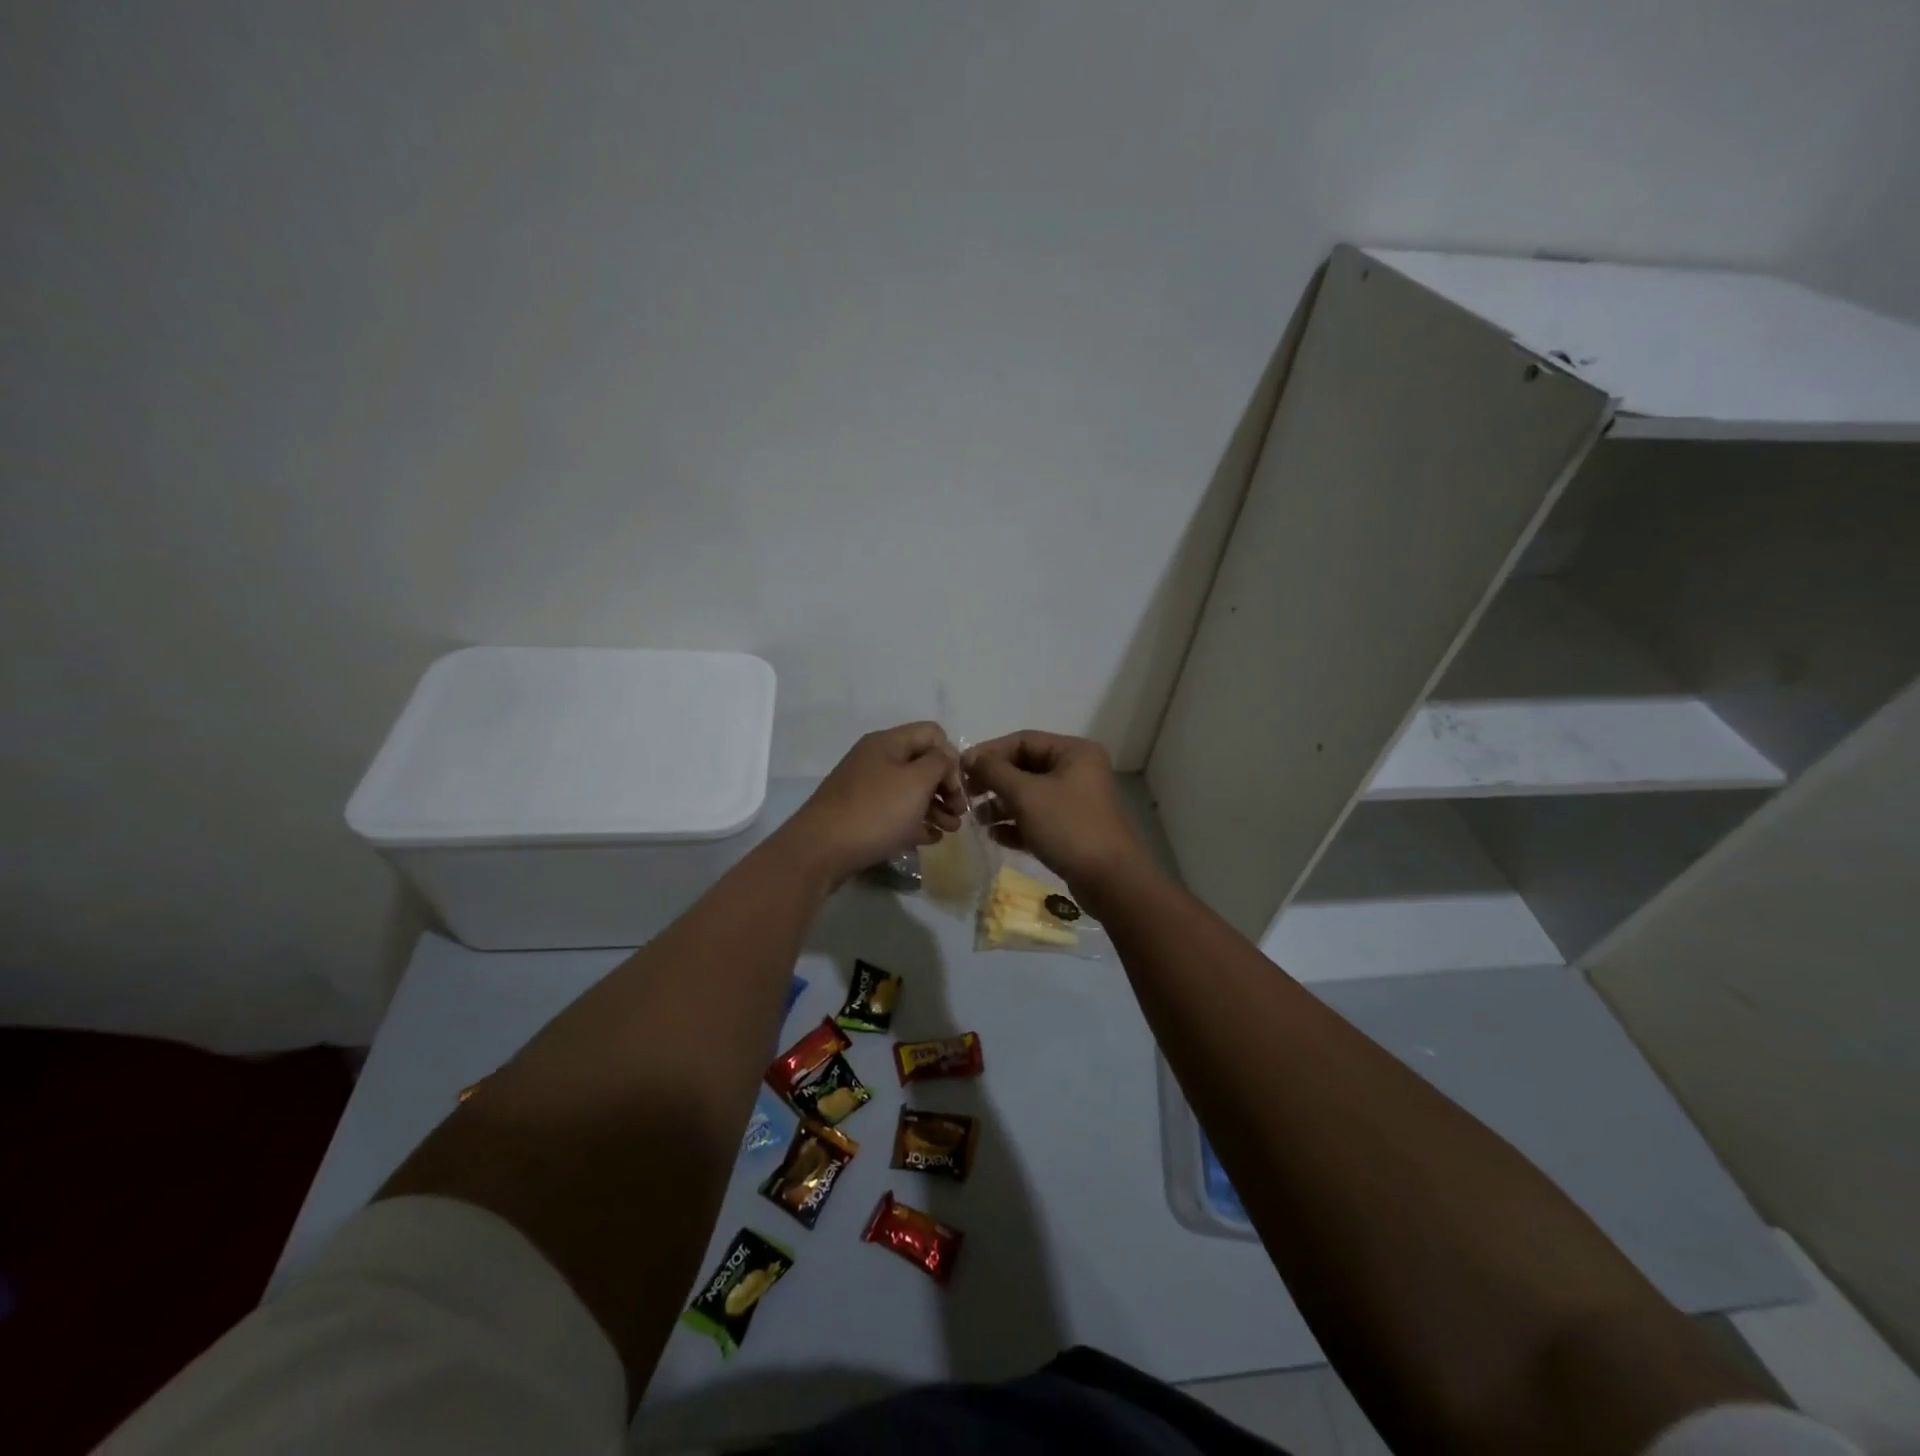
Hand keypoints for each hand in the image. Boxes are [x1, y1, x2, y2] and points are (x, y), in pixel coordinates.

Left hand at [785, 722, 963, 884]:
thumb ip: (939, 763)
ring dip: (935, 807)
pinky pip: (896, 814)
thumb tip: (946, 756)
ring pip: (911, 792)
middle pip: (922, 764)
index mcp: (887, 743)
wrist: (821, 851)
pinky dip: (916, 823)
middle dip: (946, 787)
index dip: (951, 757)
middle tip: (959, 813)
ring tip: (951, 831)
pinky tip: (931, 839)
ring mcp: (867, 790)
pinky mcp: (861, 817)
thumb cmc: (875, 811)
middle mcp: (876, 761)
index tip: (957, 788)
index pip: (932, 734)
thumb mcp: (916, 781)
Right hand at [963, 731, 1154, 905]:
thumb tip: (970, 758)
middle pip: (1025, 767)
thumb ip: (994, 771)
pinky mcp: (1072, 828)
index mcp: (1074, 752)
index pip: (1023, 740)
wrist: (1110, 880)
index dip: (990, 752)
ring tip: (977, 819)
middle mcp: (1077, 771)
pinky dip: (1016, 824)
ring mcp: (1076, 801)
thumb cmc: (1067, 826)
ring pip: (1029, 795)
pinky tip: (996, 836)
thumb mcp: (1025, 794)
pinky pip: (1037, 818)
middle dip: (994, 781)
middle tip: (967, 795)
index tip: (961, 769)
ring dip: (1001, 804)